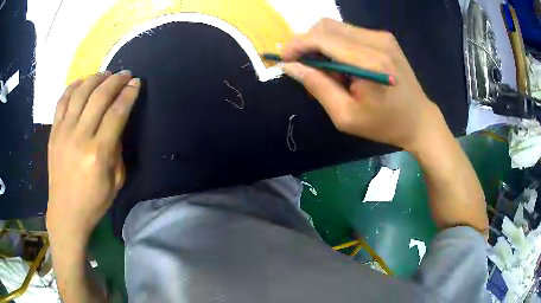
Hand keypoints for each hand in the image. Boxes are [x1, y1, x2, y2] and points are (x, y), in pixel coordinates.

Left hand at [47, 71, 139, 241]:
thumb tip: (117, 125)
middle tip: (125, 74)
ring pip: (80, 92)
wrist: (65, 212)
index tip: (136, 83)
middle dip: (116, 80)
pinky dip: (73, 86)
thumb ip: (117, 150)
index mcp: (98, 153)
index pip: (117, 113)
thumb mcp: (116, 182)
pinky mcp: (53, 132)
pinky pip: (62, 100)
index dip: (129, 94)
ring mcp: (63, 132)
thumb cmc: (93, 202)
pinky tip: (83, 81)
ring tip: (106, 74)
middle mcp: (80, 137)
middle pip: (99, 96)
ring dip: (96, 78)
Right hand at [281, 19, 443, 151]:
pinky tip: (341, 63)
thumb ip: (317, 86)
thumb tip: (290, 66)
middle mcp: (376, 41)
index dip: (297, 44)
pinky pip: (348, 31)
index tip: (283, 58)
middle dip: (306, 42)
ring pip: (336, 26)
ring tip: (325, 68)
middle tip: (302, 64)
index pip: (322, 38)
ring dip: (321, 43)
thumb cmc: (383, 124)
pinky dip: (335, 43)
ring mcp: (382, 36)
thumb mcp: (345, 115)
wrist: (418, 120)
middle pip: (326, 26)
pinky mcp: (384, 37)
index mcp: (369, 63)